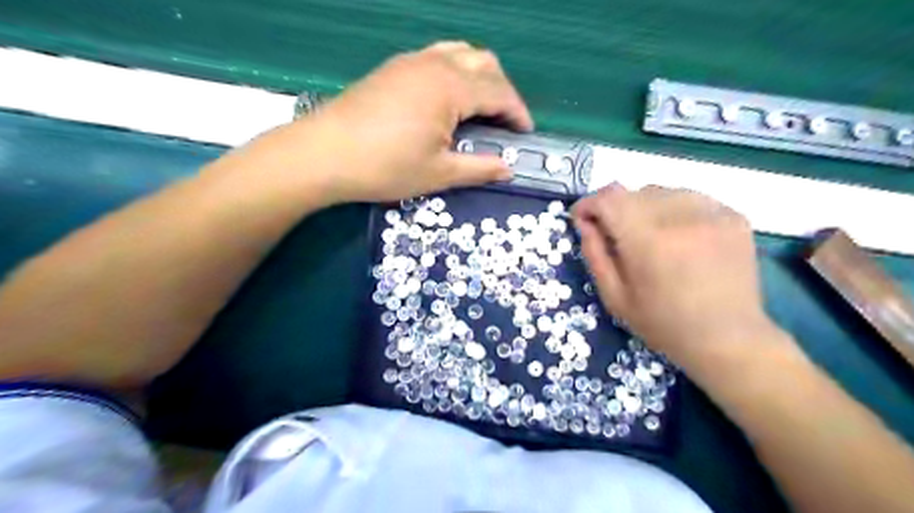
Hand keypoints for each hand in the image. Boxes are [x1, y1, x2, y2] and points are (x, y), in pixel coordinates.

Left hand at [250, 39, 536, 204]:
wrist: (324, 154)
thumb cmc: (386, 167)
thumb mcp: (439, 173)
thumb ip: (479, 168)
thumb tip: (508, 169)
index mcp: (451, 87)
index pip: (499, 92)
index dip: (517, 112)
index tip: (525, 133)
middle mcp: (434, 64)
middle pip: (484, 63)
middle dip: (502, 90)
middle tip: (503, 121)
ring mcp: (410, 62)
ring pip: (459, 53)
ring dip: (479, 76)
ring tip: (479, 107)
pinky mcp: (392, 69)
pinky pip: (436, 57)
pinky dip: (454, 72)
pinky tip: (446, 100)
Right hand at [570, 184, 777, 367]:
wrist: (728, 339)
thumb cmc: (663, 324)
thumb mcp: (615, 297)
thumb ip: (595, 255)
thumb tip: (584, 222)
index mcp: (647, 241)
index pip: (609, 199)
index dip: (589, 204)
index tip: (582, 218)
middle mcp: (680, 218)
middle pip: (633, 192)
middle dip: (615, 209)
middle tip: (616, 235)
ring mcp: (712, 214)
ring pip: (662, 192)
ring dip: (645, 208)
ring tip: (650, 235)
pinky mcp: (734, 217)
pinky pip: (690, 199)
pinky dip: (674, 210)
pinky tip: (679, 236)